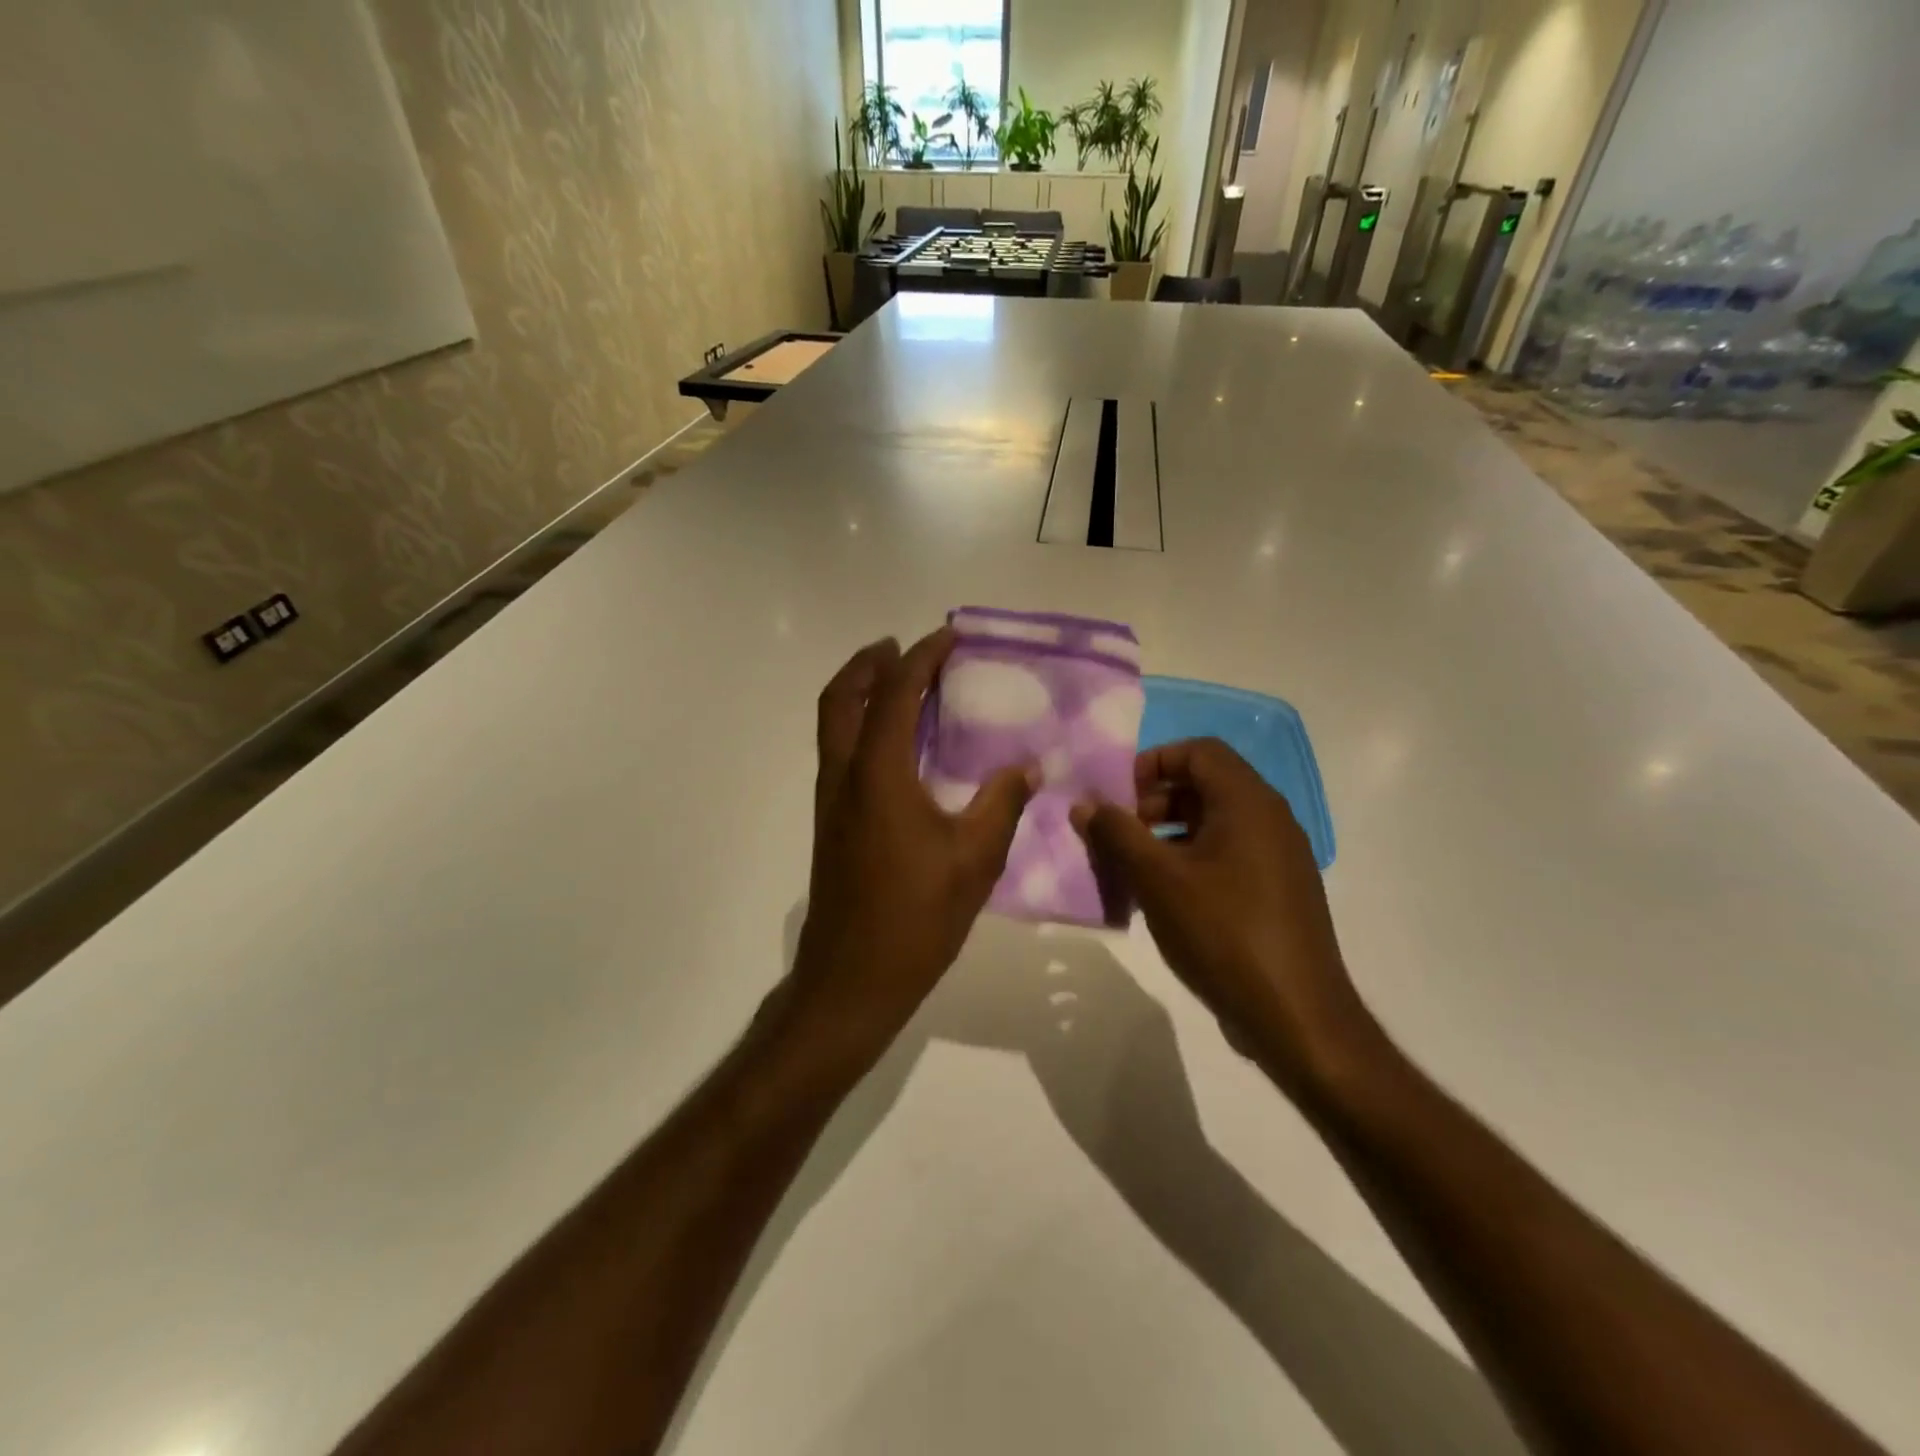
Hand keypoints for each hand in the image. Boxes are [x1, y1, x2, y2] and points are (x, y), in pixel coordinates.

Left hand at [788, 629, 1035, 1062]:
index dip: (920, 657)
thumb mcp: (975, 858)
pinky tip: (897, 747)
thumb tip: (1028, 766)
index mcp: (877, 774)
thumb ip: (1002, 803)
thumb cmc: (916, 917)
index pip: (894, 693)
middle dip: (868, 663)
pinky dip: (860, 726)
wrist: (851, 978)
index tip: (947, 636)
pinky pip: (840, 752)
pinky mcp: (831, 823)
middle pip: (840, 697)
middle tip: (902, 648)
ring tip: (899, 684)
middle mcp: (844, 776)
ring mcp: (831, 800)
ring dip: (859, 692)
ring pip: (833, 724)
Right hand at [1071, 738, 1378, 1096]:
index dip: (1153, 763)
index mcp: (1248, 802)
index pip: (1198, 751)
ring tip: (1133, 870)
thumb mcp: (1157, 879)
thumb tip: (1084, 804)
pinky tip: (1163, 900)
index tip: (1119, 798)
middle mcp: (1270, 819)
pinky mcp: (1278, 892)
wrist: (1296, 1017)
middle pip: (1205, 785)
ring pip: (1214, 824)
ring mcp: (1279, 858)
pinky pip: (1228, 856)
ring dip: (1168, 835)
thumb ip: (1116, 834)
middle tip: (1120, 835)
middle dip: (1154, 802)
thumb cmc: (1223, 933)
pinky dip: (1191, 862)